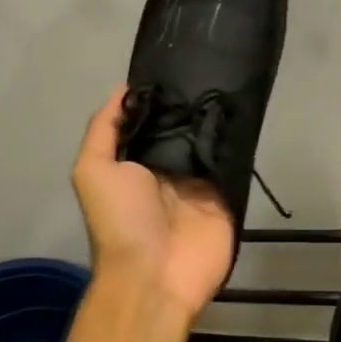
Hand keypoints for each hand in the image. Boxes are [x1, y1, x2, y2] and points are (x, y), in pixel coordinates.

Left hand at [71, 85, 233, 318]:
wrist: (155, 276)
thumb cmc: (120, 221)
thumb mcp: (93, 170)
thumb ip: (104, 129)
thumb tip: (123, 90)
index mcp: (136, 163)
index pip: (151, 122)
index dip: (159, 97)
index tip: (175, 65)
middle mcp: (168, 169)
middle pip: (183, 128)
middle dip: (192, 104)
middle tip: (211, 68)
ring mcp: (200, 182)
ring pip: (210, 142)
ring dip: (217, 120)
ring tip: (232, 84)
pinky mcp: (227, 196)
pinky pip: (233, 164)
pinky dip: (239, 144)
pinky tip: (246, 116)